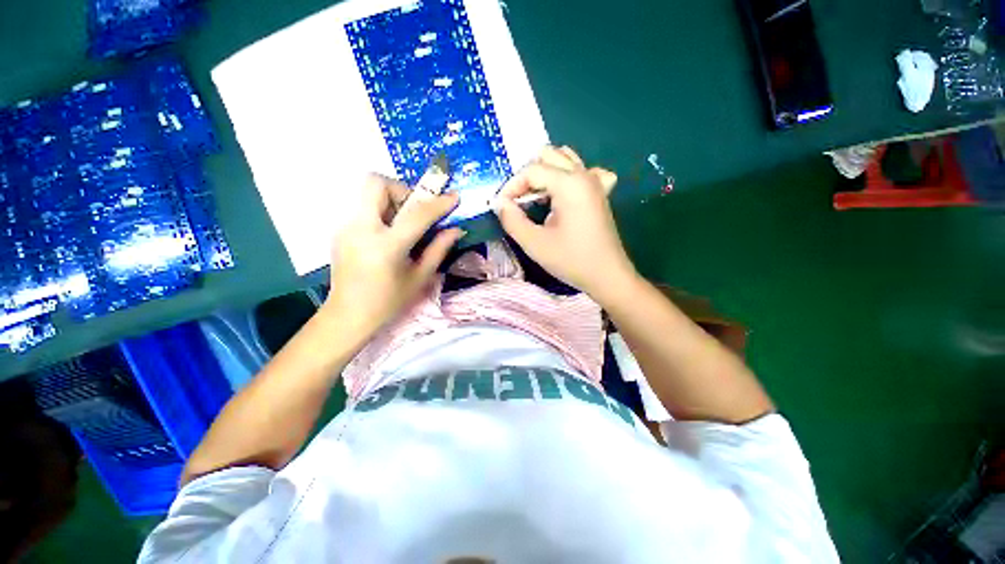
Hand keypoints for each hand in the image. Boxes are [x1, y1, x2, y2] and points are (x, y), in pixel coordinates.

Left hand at [323, 173, 462, 337]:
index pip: (416, 215)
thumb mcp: (420, 277)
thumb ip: (439, 249)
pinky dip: (381, 212)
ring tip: (402, 225)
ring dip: (391, 200)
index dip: (438, 203)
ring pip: (368, 193)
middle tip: (415, 210)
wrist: (348, 314)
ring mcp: (346, 228)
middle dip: (402, 190)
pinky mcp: (340, 230)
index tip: (454, 197)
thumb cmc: (389, 301)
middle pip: (376, 183)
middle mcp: (362, 230)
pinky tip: (388, 235)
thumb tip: (456, 229)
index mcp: (386, 247)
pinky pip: (363, 207)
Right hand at [494, 146, 637, 302]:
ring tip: (536, 197)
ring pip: (565, 160)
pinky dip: (568, 177)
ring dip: (546, 173)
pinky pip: (583, 172)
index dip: (511, 186)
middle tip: (517, 201)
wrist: (608, 277)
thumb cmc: (571, 261)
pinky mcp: (600, 194)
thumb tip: (499, 203)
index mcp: (569, 184)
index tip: (501, 207)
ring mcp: (595, 183)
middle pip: (548, 156)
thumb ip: (512, 220)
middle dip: (527, 176)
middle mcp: (584, 175)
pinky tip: (564, 194)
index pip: (531, 170)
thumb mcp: (534, 243)